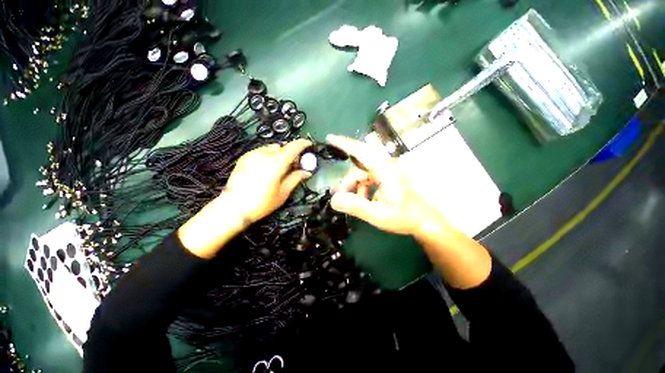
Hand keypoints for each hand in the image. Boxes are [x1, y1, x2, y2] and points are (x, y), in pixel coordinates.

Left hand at [225, 139, 312, 222]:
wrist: (233, 207)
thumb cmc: (262, 203)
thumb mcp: (283, 193)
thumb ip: (296, 178)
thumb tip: (307, 172)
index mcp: (276, 163)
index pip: (293, 147)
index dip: (303, 144)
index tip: (309, 145)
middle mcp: (265, 154)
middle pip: (283, 147)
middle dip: (291, 153)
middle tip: (294, 165)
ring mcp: (253, 154)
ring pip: (272, 148)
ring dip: (280, 154)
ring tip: (279, 167)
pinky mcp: (244, 157)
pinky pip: (261, 151)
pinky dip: (269, 155)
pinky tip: (267, 168)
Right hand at [327, 135, 443, 237]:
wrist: (423, 221)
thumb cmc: (404, 217)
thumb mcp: (378, 215)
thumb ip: (355, 207)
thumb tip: (333, 200)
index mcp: (386, 170)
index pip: (361, 152)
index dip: (344, 143)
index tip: (329, 138)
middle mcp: (386, 166)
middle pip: (359, 167)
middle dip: (348, 182)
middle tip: (340, 197)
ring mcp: (388, 170)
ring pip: (362, 173)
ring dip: (356, 186)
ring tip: (357, 203)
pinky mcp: (388, 175)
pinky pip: (369, 177)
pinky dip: (363, 187)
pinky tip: (365, 200)